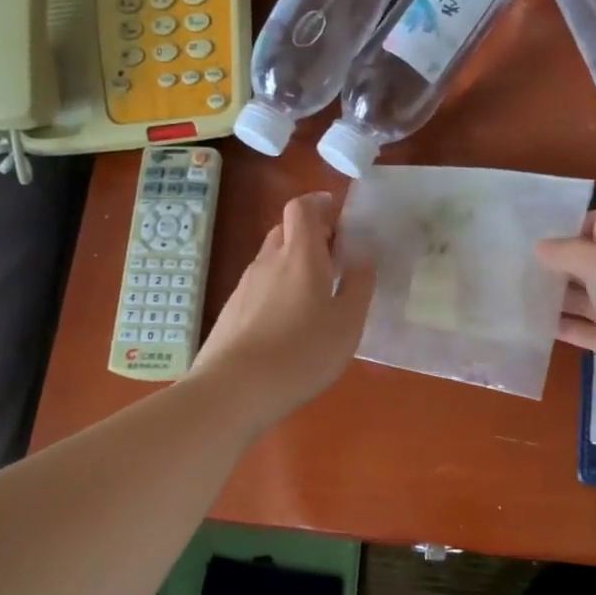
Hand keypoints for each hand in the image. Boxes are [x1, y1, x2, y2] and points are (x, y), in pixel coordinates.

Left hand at [190, 193, 375, 429]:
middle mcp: (269, 260)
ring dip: (294, 264)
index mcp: (301, 254)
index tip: (338, 218)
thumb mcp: (347, 323)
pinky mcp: (232, 309)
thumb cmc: (302, 352)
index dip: (319, 204)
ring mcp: (245, 285)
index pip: (302, 208)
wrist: (234, 389)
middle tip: (336, 259)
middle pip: (286, 230)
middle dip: (311, 236)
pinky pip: (260, 285)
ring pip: (272, 259)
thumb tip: (363, 256)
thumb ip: (360, 285)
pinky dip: (278, 289)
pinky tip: (288, 323)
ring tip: (315, 295)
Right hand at [536, 210, 595, 442]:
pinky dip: (567, 326)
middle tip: (517, 268)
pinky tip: (536, 326)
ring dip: (559, 296)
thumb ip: (569, 251)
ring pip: (591, 297)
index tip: (533, 240)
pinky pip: (591, 330)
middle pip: (595, 261)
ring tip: (519, 295)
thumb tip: (542, 248)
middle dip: (560, 263)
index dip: (569, 227)